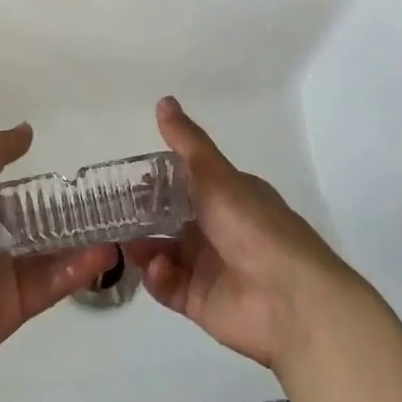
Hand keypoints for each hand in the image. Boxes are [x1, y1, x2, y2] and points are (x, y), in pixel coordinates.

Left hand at [0, 124, 117, 376]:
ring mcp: (1, 280)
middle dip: (66, 221)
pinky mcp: (14, 309)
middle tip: (106, 206)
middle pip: (34, 233)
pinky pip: (50, 286)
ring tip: (115, 228)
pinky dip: (76, 270)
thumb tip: (27, 131)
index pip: (9, 199)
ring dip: (80, 245)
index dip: (38, 190)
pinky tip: (102, 253)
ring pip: (49, 260)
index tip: (73, 180)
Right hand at [127, 97, 356, 372]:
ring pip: (163, 251)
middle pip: (169, 218)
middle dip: (141, 215)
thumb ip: (187, 143)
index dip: (155, 180)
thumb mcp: (217, 176)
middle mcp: (218, 229)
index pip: (185, 183)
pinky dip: (158, 276)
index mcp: (227, 197)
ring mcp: (208, 266)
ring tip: (125, 242)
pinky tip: (159, 268)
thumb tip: (164, 100)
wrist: (290, 299)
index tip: (124, 177)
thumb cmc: (254, 227)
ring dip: (143, 245)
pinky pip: (168, 285)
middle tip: (111, 211)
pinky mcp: (199, 301)